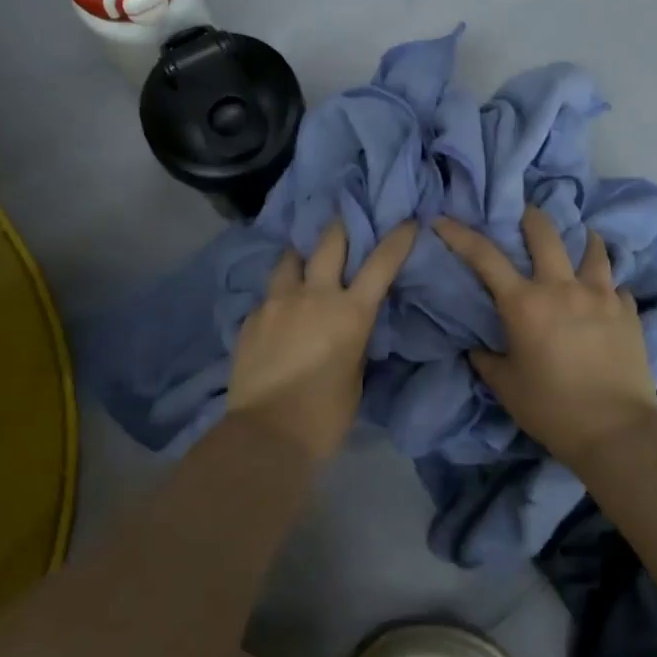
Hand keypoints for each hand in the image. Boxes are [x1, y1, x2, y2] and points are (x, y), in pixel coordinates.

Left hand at [226, 220, 416, 461]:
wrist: (266, 433)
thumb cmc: (325, 414)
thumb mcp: (355, 374)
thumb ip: (355, 339)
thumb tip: (349, 325)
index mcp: (349, 312)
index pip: (380, 263)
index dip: (397, 239)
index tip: (406, 222)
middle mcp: (313, 295)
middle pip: (329, 241)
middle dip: (340, 228)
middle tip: (344, 226)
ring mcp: (277, 302)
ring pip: (290, 258)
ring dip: (302, 257)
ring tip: (303, 265)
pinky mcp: (251, 317)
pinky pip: (269, 295)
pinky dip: (279, 297)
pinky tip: (279, 314)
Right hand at [434, 209, 656, 466]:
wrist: (615, 430)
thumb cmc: (551, 409)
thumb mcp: (506, 386)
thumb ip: (487, 360)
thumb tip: (478, 347)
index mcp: (524, 303)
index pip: (484, 256)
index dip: (459, 234)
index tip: (443, 220)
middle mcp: (562, 288)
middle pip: (544, 232)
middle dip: (529, 217)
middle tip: (524, 216)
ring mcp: (601, 295)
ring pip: (593, 248)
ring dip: (582, 239)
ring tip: (580, 239)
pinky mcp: (628, 311)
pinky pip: (617, 285)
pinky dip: (607, 284)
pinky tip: (606, 293)